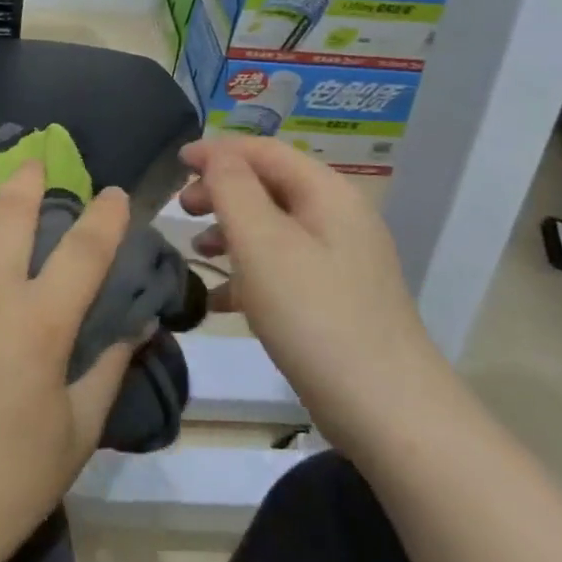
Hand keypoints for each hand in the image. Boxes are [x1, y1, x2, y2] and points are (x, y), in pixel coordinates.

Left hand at [0, 160, 137, 561]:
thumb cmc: (8, 480)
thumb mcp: (78, 430)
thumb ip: (110, 368)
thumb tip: (141, 323)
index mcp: (39, 322)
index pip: (85, 250)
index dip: (105, 215)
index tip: (112, 194)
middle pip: (12, 214)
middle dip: (30, 180)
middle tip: (35, 164)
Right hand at [179, 136, 445, 451]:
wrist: (386, 410)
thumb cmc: (314, 314)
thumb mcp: (262, 242)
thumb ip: (232, 188)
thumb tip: (215, 154)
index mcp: (326, 193)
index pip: (264, 151)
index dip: (217, 151)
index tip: (174, 164)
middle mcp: (338, 218)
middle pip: (268, 185)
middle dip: (221, 192)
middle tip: (182, 212)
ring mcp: (339, 261)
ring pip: (272, 228)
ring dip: (230, 231)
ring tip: (197, 253)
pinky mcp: (335, 299)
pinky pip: (282, 268)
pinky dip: (248, 272)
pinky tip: (220, 300)